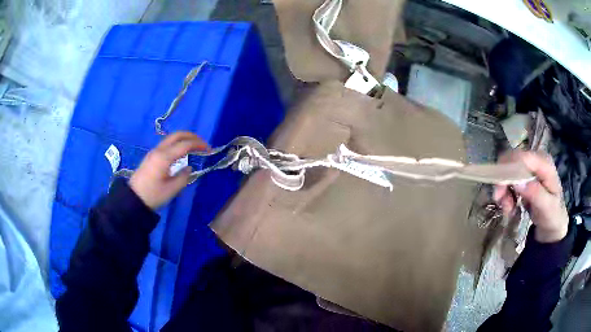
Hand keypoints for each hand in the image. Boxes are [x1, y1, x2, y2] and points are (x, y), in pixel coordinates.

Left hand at [129, 132, 209, 209]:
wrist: (133, 199)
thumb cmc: (153, 195)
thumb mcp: (172, 189)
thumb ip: (183, 177)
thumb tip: (189, 168)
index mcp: (164, 157)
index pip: (185, 144)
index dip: (199, 144)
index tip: (209, 149)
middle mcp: (159, 150)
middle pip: (177, 135)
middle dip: (192, 136)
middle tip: (203, 144)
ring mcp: (154, 152)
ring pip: (171, 138)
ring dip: (184, 139)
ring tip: (195, 147)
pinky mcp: (151, 156)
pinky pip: (167, 144)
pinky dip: (177, 143)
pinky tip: (182, 152)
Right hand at [494, 151, 568, 242]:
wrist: (553, 224)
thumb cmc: (553, 215)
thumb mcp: (547, 208)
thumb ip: (535, 193)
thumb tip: (517, 182)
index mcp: (545, 163)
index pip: (523, 157)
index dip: (509, 169)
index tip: (500, 190)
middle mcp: (536, 160)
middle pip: (512, 161)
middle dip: (503, 181)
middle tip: (499, 201)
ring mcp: (529, 168)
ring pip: (507, 170)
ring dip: (503, 189)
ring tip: (507, 208)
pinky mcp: (524, 175)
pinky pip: (508, 179)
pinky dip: (505, 193)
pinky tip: (509, 206)